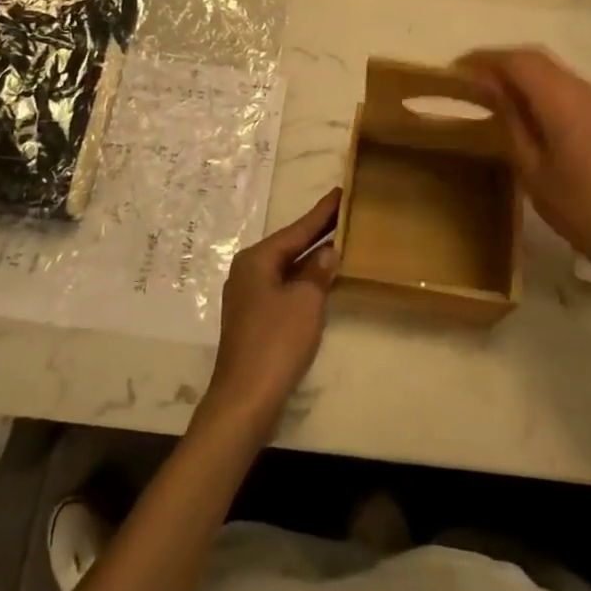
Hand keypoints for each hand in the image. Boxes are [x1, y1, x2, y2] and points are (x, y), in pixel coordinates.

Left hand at [203, 191, 340, 431]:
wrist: (245, 398)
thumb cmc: (277, 342)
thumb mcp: (306, 301)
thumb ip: (318, 272)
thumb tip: (327, 252)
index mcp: (257, 260)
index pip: (297, 229)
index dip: (321, 213)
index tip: (340, 192)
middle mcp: (248, 271)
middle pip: (289, 245)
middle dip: (317, 232)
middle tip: (345, 212)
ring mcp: (249, 296)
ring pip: (286, 267)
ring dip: (311, 258)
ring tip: (338, 240)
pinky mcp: (254, 318)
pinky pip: (283, 287)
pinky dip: (303, 279)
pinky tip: (320, 279)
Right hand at [457, 48, 590, 287]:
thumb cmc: (577, 208)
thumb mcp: (531, 167)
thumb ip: (510, 119)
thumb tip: (487, 86)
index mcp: (564, 102)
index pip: (518, 61)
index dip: (485, 58)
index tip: (457, 68)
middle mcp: (585, 90)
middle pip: (537, 58)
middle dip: (501, 61)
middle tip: (471, 76)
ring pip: (555, 70)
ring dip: (523, 72)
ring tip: (494, 91)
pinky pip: (571, 85)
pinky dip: (543, 86)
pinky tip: (530, 109)